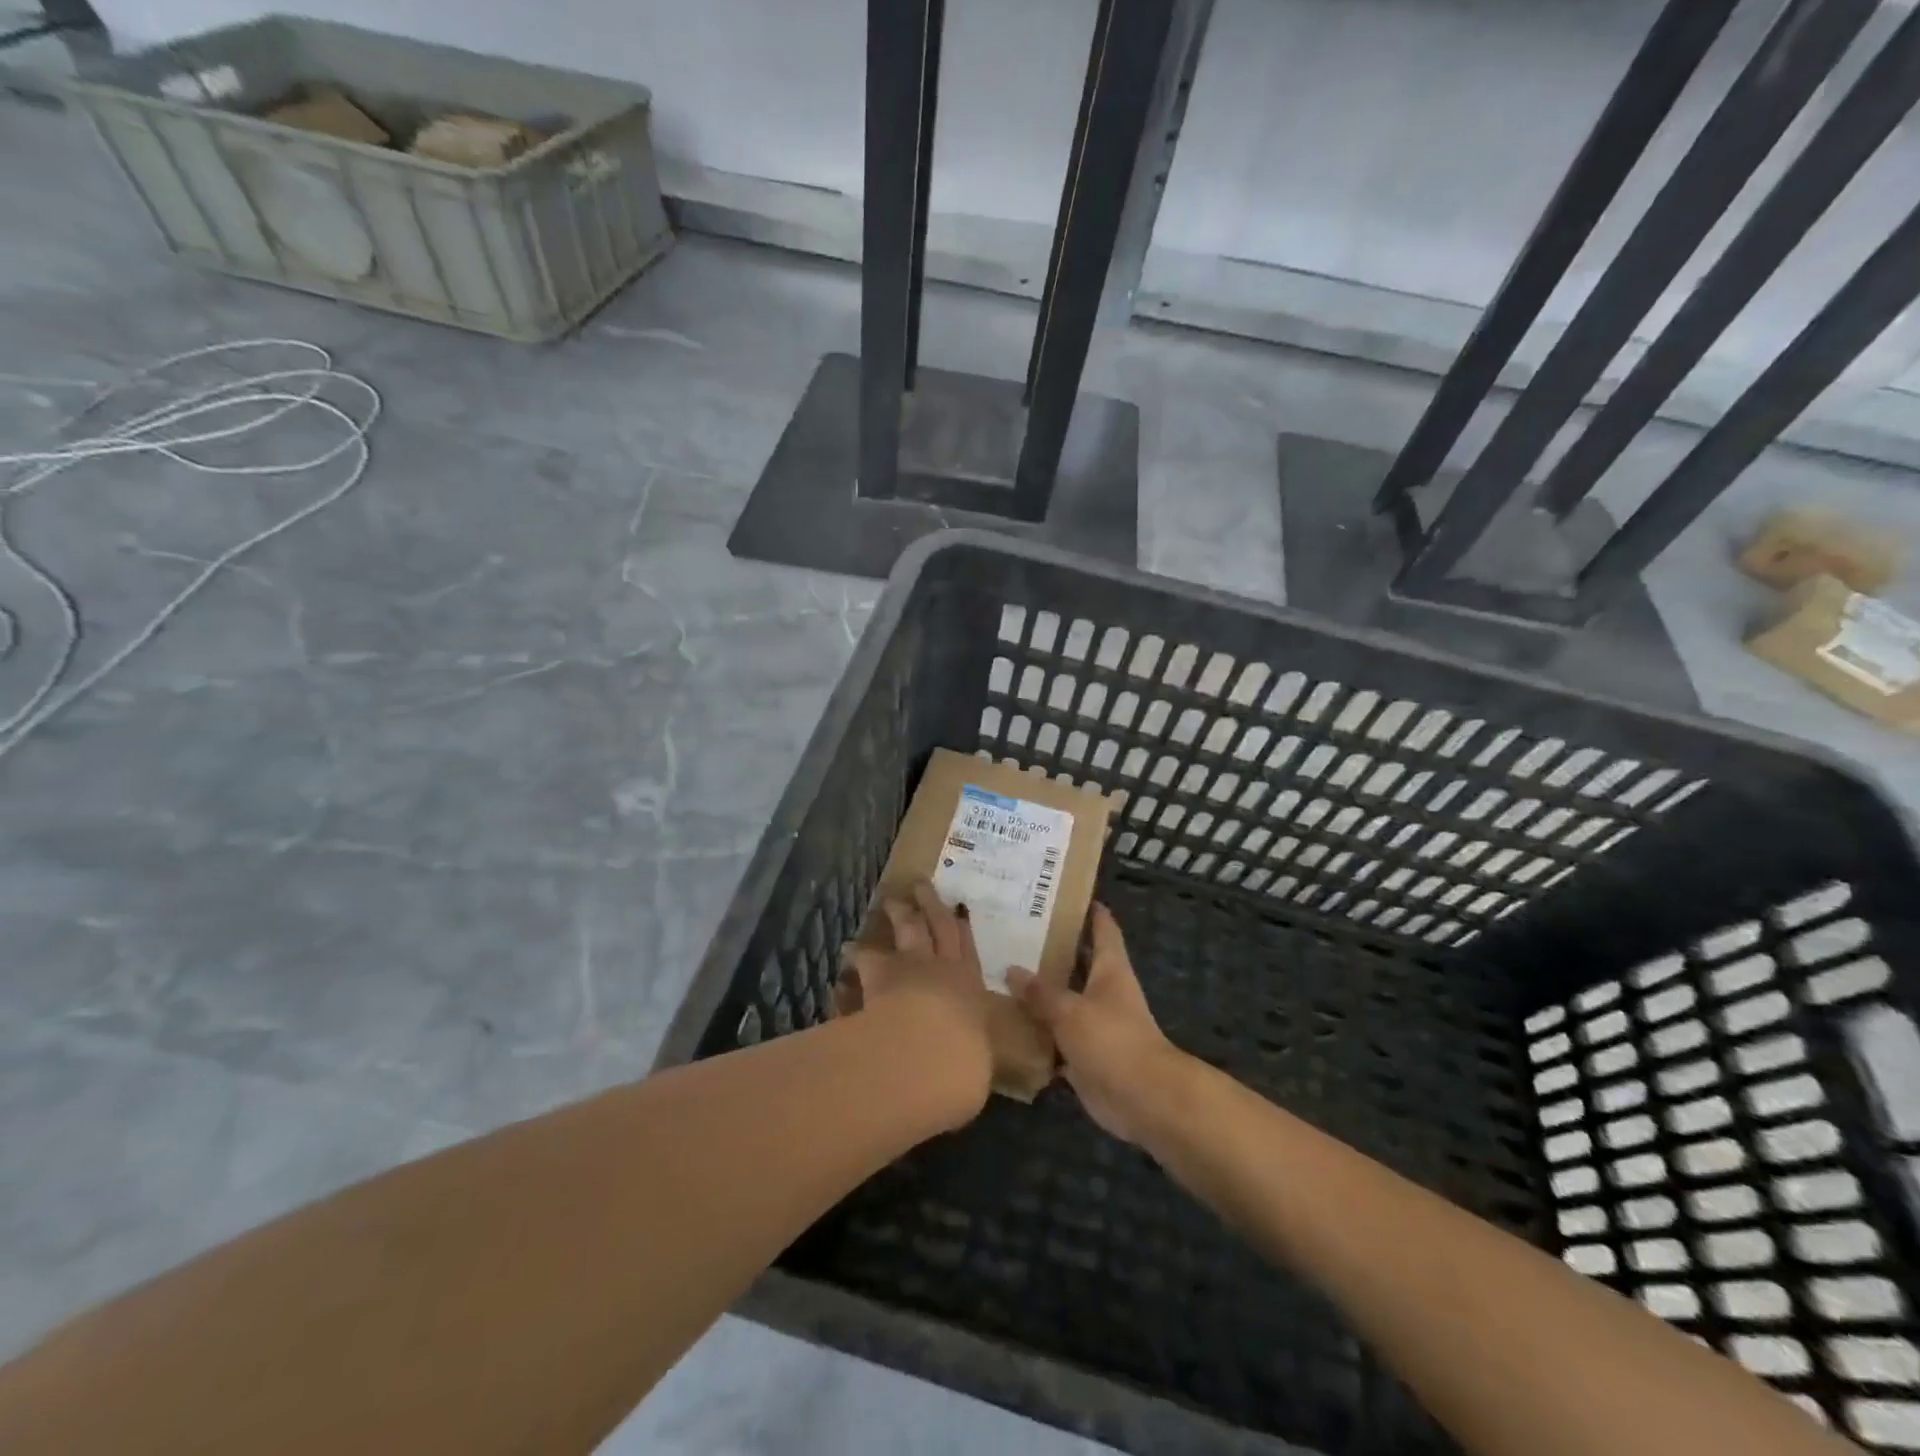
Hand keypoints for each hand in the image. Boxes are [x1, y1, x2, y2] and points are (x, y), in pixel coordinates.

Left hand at [841, 882, 994, 1123]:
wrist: (930, 1053)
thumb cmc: (964, 1064)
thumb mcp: (975, 1069)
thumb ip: (969, 1062)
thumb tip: (966, 1071)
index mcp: (971, 988)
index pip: (968, 952)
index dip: (961, 929)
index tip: (957, 909)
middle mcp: (943, 968)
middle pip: (938, 926)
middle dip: (931, 905)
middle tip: (920, 885)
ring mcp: (911, 965)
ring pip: (906, 930)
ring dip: (898, 913)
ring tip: (888, 901)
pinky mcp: (879, 972)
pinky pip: (866, 958)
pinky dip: (858, 954)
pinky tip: (847, 950)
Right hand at [1008, 904, 1184, 1144]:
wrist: (1143, 1099)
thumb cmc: (1113, 1040)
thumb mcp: (1070, 1010)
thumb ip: (1040, 992)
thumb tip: (1011, 969)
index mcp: (1110, 968)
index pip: (1102, 927)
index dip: (1088, 909)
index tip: (1062, 893)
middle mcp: (1103, 990)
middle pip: (1076, 961)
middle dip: (1050, 948)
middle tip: (1012, 930)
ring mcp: (1094, 1022)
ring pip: (1063, 999)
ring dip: (1039, 991)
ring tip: (999, 971)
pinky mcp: (1085, 1053)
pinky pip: (1055, 1035)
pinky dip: (1036, 1030)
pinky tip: (1006, 1022)